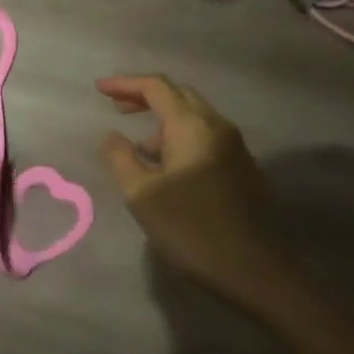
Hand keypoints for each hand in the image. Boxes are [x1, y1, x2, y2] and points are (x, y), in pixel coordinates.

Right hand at [97, 75, 278, 289]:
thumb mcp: (142, 195)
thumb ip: (121, 158)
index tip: (99, 89)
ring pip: (194, 117)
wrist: (254, 269)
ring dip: (163, 120)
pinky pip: (204, 137)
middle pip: (179, 95)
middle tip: (116, 106)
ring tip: (137, 144)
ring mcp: (234, 147)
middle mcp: (217, 127)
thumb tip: (112, 136)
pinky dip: (179, 137)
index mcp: (192, 126)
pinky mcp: (242, 168)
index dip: (125, 84)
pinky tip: (166, 166)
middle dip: (145, 96)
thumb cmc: (191, 229)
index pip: (157, 87)